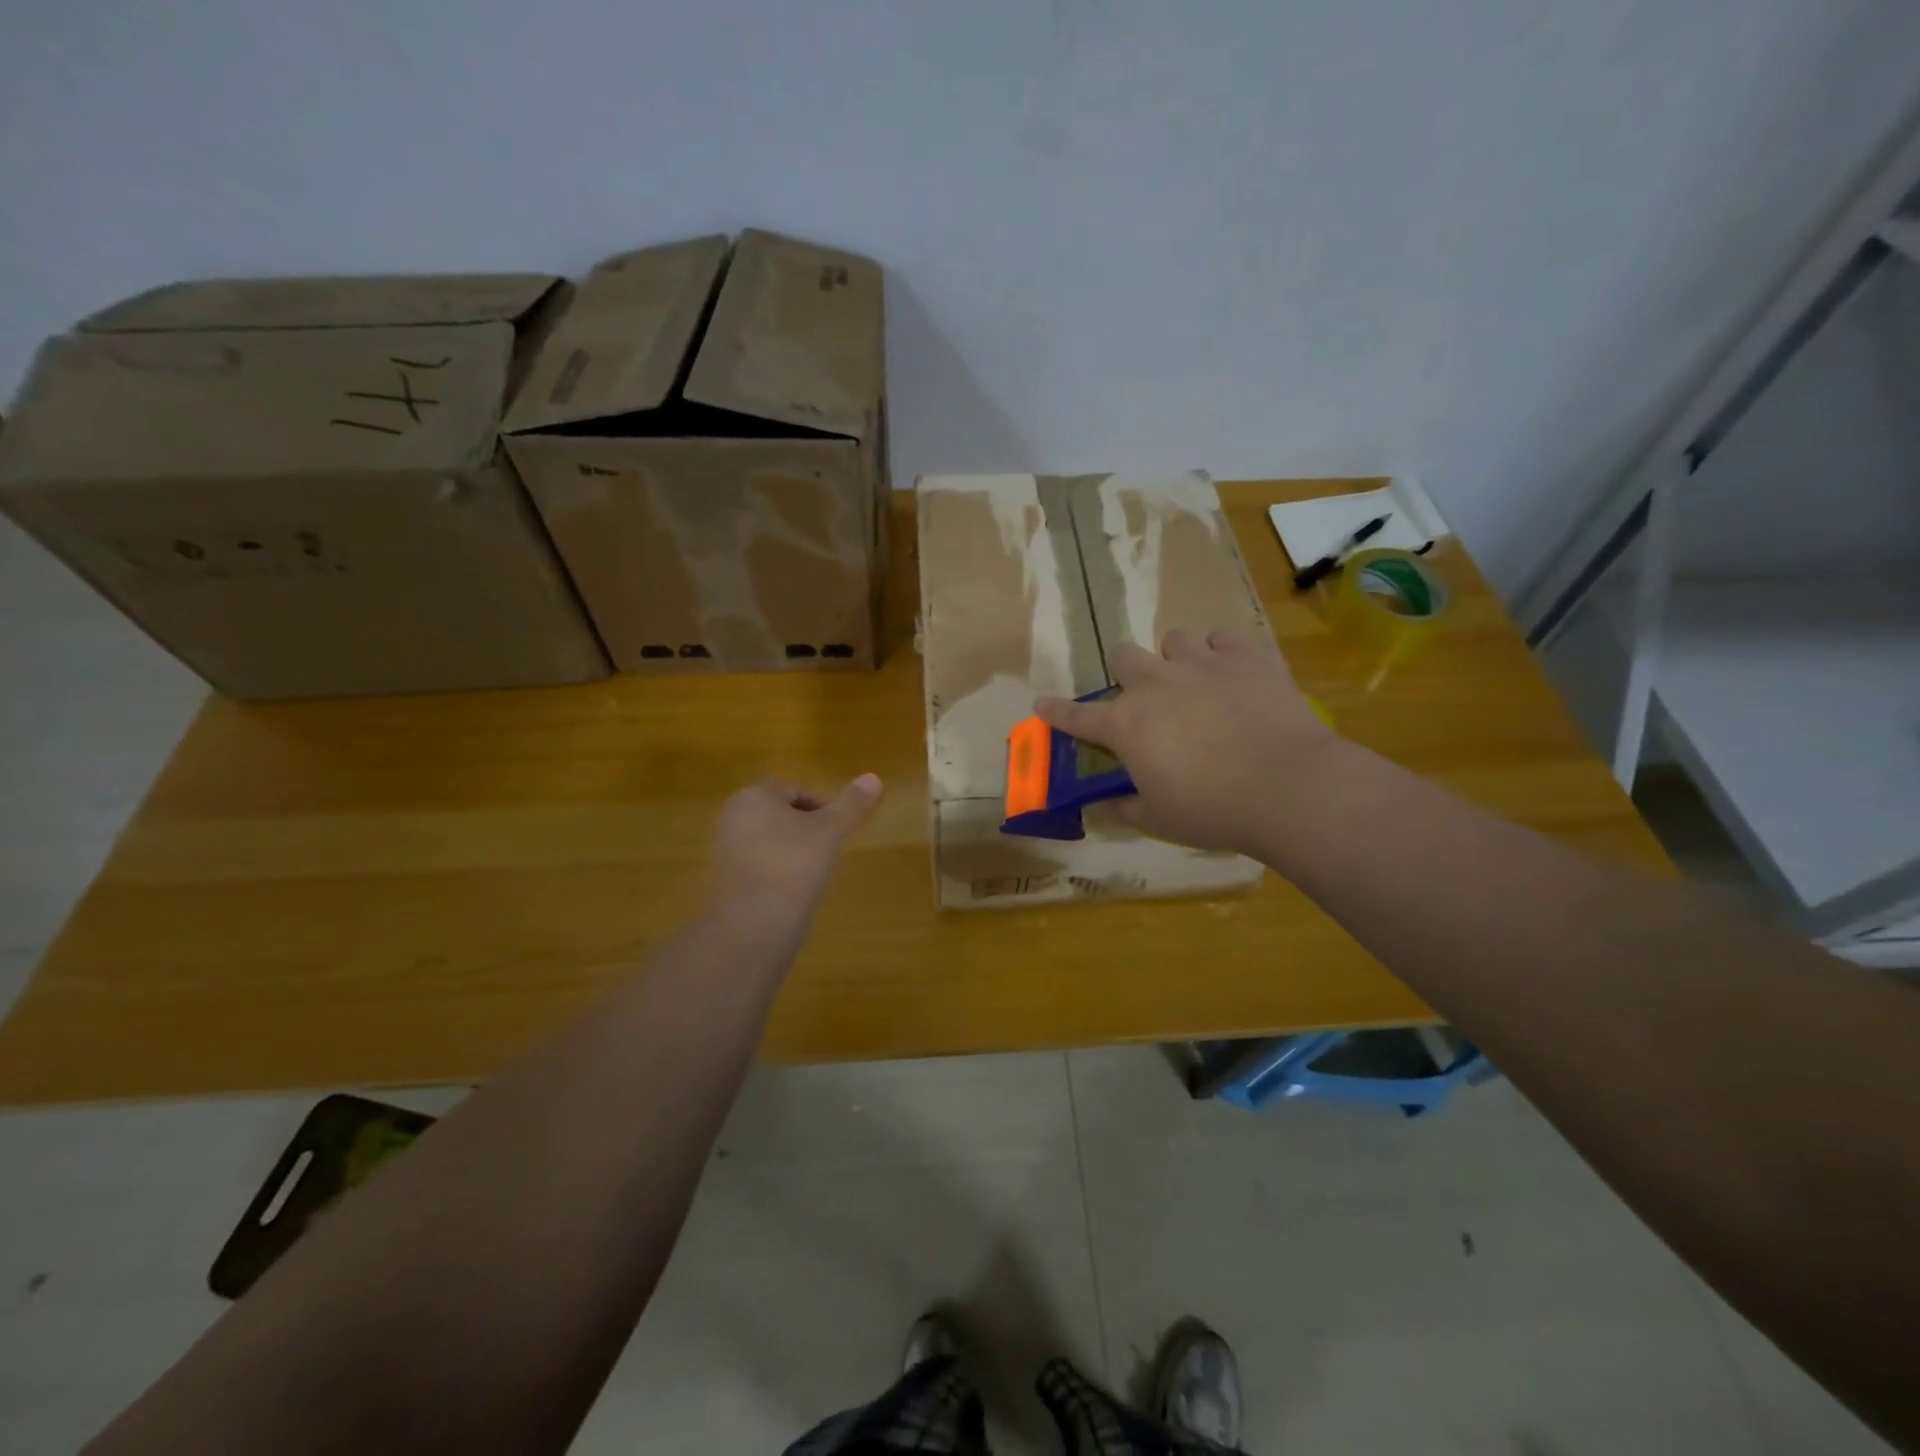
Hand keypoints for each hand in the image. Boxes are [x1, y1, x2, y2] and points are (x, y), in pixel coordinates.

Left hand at [709, 774, 883, 923]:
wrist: (755, 924)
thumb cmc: (793, 864)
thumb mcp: (830, 830)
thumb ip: (852, 804)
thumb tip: (874, 778)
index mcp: (754, 795)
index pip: (795, 790)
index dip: (822, 808)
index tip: (837, 831)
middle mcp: (734, 816)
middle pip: (782, 814)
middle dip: (807, 829)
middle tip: (828, 851)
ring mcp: (726, 849)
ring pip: (771, 840)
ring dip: (795, 851)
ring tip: (815, 873)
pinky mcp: (727, 879)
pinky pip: (761, 865)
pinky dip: (780, 872)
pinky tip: (795, 892)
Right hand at [1036, 630, 1342, 855]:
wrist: (1287, 786)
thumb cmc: (1213, 809)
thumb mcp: (1160, 818)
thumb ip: (1127, 806)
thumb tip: (1110, 803)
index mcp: (1127, 725)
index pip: (1078, 716)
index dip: (1057, 711)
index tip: (1042, 704)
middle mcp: (1156, 684)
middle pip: (1124, 656)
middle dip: (1126, 672)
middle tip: (1144, 697)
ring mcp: (1202, 664)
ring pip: (1174, 640)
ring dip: (1175, 659)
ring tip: (1193, 682)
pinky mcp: (1247, 657)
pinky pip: (1224, 638)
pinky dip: (1221, 653)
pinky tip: (1231, 673)